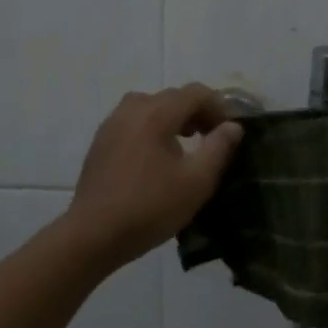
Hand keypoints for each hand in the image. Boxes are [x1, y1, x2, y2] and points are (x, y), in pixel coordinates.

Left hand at [66, 84, 243, 266]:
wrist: (94, 234)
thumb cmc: (151, 207)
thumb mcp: (197, 181)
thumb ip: (219, 148)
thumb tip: (232, 126)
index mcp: (156, 113)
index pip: (196, 93)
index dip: (220, 107)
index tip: (231, 132)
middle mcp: (132, 110)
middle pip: (172, 97)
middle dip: (198, 112)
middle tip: (213, 139)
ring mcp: (111, 124)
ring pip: (150, 107)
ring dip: (174, 118)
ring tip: (186, 144)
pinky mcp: (100, 142)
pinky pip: (133, 122)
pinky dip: (152, 128)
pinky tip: (157, 158)